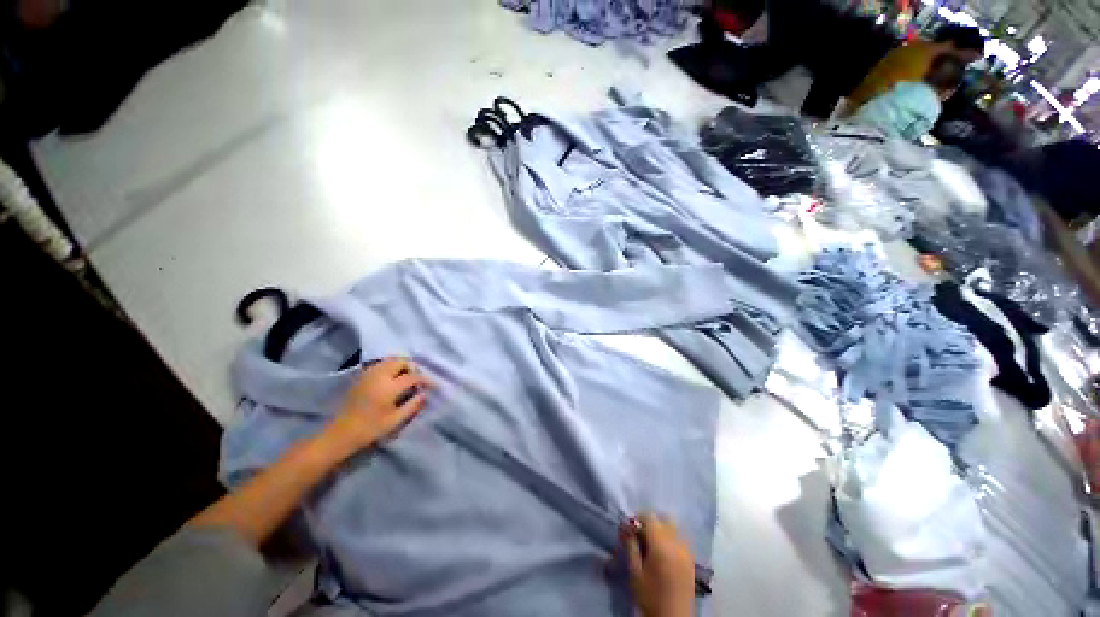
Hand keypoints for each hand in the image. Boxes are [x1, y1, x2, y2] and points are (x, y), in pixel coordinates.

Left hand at [321, 358, 431, 458]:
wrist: (340, 434)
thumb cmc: (370, 429)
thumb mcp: (395, 420)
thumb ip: (413, 405)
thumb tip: (424, 394)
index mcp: (389, 387)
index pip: (413, 376)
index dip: (426, 380)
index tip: (433, 385)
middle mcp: (379, 375)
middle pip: (401, 361)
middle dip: (412, 368)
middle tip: (417, 380)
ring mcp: (368, 374)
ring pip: (390, 360)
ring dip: (401, 366)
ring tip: (406, 378)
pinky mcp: (361, 377)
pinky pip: (380, 364)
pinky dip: (390, 367)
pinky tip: (392, 379)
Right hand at [619, 514, 695, 616]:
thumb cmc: (650, 597)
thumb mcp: (635, 572)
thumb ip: (630, 546)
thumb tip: (626, 527)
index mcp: (661, 545)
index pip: (650, 517)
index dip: (638, 517)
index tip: (629, 527)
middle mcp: (677, 543)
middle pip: (663, 518)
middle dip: (650, 522)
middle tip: (639, 534)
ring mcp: (686, 550)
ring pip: (673, 527)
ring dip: (661, 528)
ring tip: (651, 543)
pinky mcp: (691, 559)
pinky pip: (680, 538)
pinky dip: (670, 537)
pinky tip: (663, 551)